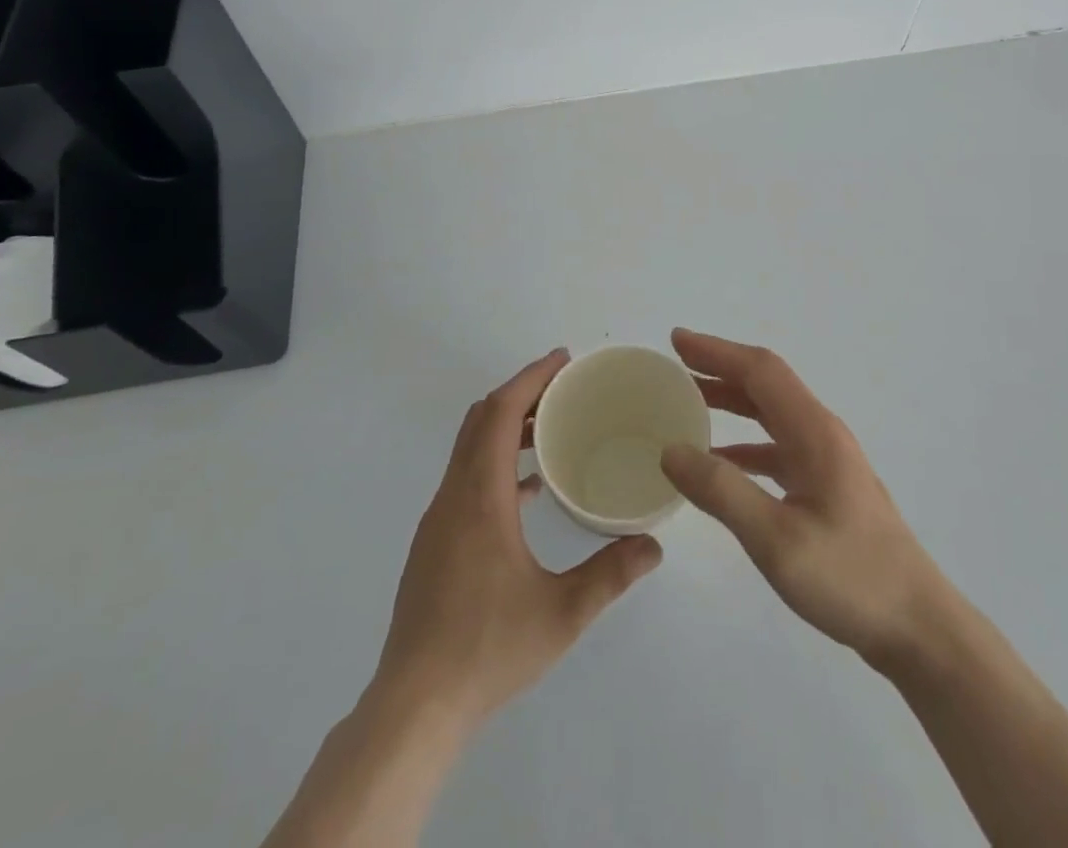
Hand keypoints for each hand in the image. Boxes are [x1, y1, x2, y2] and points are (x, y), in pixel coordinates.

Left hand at [372, 348, 662, 732]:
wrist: (414, 706)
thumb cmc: (487, 650)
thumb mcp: (561, 613)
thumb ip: (610, 574)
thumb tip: (654, 545)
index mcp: (479, 497)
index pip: (498, 413)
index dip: (530, 378)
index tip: (562, 360)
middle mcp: (453, 496)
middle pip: (479, 420)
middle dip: (520, 393)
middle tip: (563, 387)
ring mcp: (438, 520)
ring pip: (469, 448)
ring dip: (505, 427)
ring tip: (550, 429)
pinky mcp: (434, 544)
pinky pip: (466, 478)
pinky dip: (495, 464)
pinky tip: (529, 492)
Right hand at [659, 329, 944, 666]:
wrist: (919, 627)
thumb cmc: (851, 578)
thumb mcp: (777, 540)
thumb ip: (722, 492)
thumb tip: (671, 450)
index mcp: (814, 432)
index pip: (760, 371)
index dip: (717, 351)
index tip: (676, 341)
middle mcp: (822, 434)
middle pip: (766, 385)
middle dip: (720, 369)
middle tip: (675, 367)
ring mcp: (827, 461)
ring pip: (771, 415)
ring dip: (731, 402)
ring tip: (689, 404)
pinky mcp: (827, 488)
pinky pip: (777, 448)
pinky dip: (744, 444)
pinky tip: (719, 462)